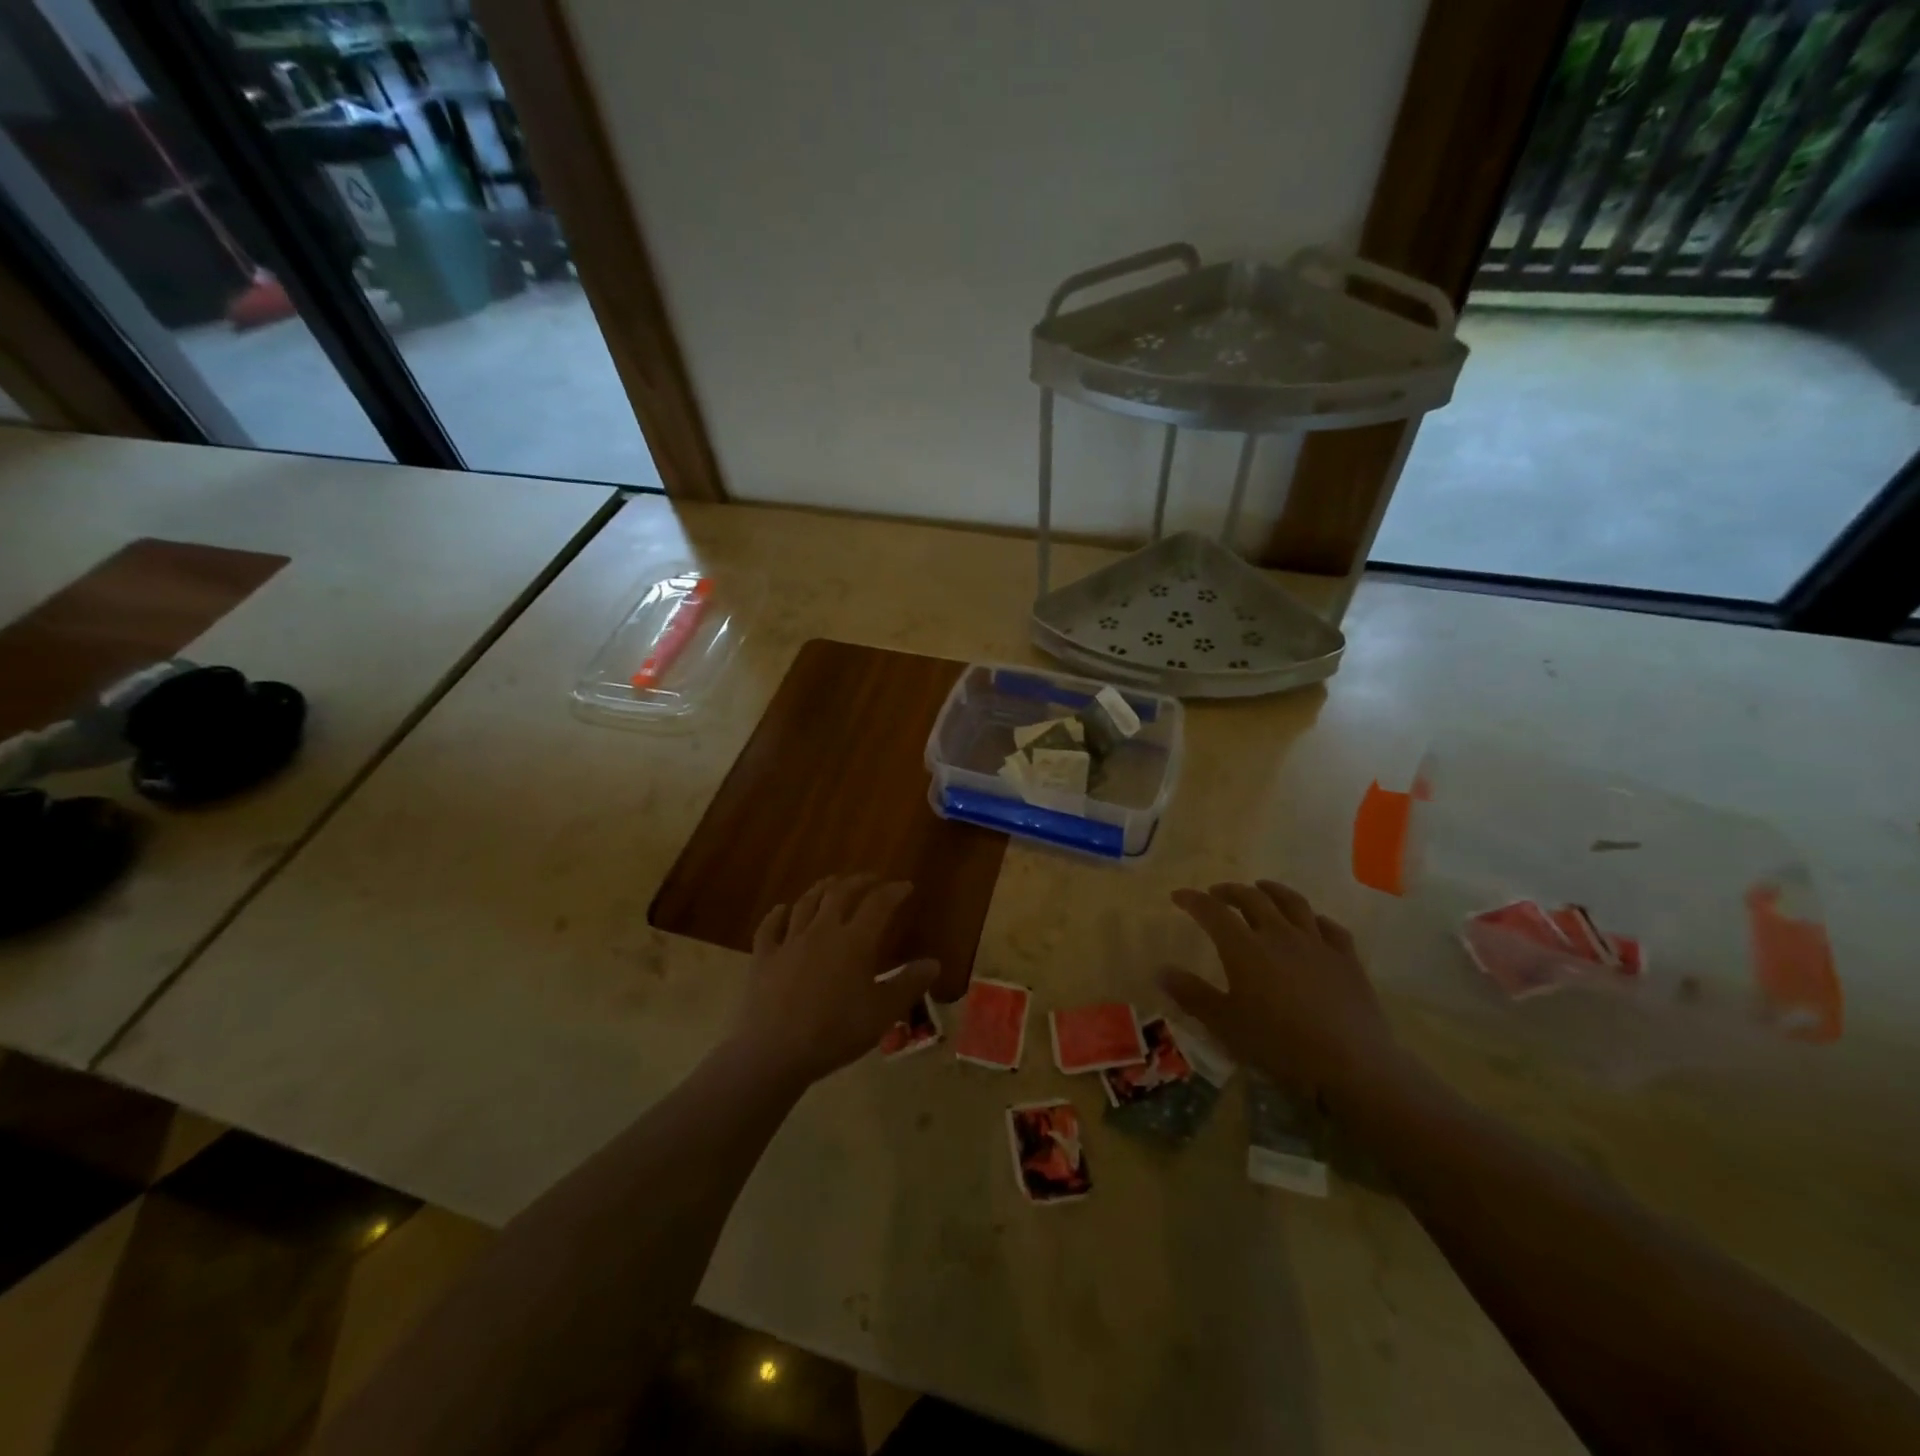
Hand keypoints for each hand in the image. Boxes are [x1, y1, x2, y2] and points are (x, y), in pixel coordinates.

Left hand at [730, 874, 938, 1086]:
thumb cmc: (835, 1033)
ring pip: (806, 902)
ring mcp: (789, 941)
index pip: (878, 904)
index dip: (893, 891)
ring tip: (832, 884)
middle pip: (840, 893)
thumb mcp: (883, 1013)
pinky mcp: (764, 957)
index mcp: (854, 942)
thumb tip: (933, 963)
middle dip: (859, 881)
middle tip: (871, 879)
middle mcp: (822, 931)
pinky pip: (770, 926)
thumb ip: (909, 984)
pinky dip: (778, 914)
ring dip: (822, 889)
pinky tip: (782, 909)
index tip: (905, 886)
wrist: (775, 1052)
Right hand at [1161, 879, 1404, 1105]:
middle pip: (1252, 899)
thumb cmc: (1279, 1045)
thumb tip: (1161, 970)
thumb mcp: (1225, 1024)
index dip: (1193, 900)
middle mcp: (1278, 934)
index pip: (1212, 912)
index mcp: (1244, 948)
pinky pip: (1330, 927)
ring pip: (1293, 903)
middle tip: (1217, 894)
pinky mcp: (1346, 958)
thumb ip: (1192, 995)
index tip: (1178, 896)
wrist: (1351, 1065)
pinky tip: (1312, 923)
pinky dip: (1315, 919)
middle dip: (1230, 891)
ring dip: (1272, 891)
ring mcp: (1316, 943)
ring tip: (1261, 889)